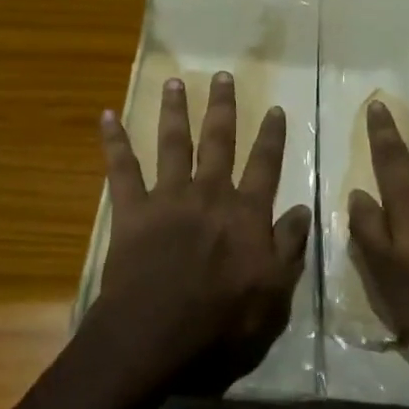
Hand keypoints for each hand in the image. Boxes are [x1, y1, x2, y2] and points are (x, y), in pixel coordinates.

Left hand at [86, 72, 312, 395]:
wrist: (157, 332)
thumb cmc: (221, 320)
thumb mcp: (274, 292)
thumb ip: (289, 246)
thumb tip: (302, 209)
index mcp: (245, 213)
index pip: (265, 166)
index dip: (272, 137)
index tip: (276, 108)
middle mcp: (209, 194)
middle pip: (219, 142)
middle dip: (222, 107)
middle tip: (223, 76)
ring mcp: (168, 198)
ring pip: (173, 144)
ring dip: (174, 111)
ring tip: (175, 81)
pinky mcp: (132, 210)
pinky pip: (121, 170)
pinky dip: (114, 142)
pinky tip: (106, 116)